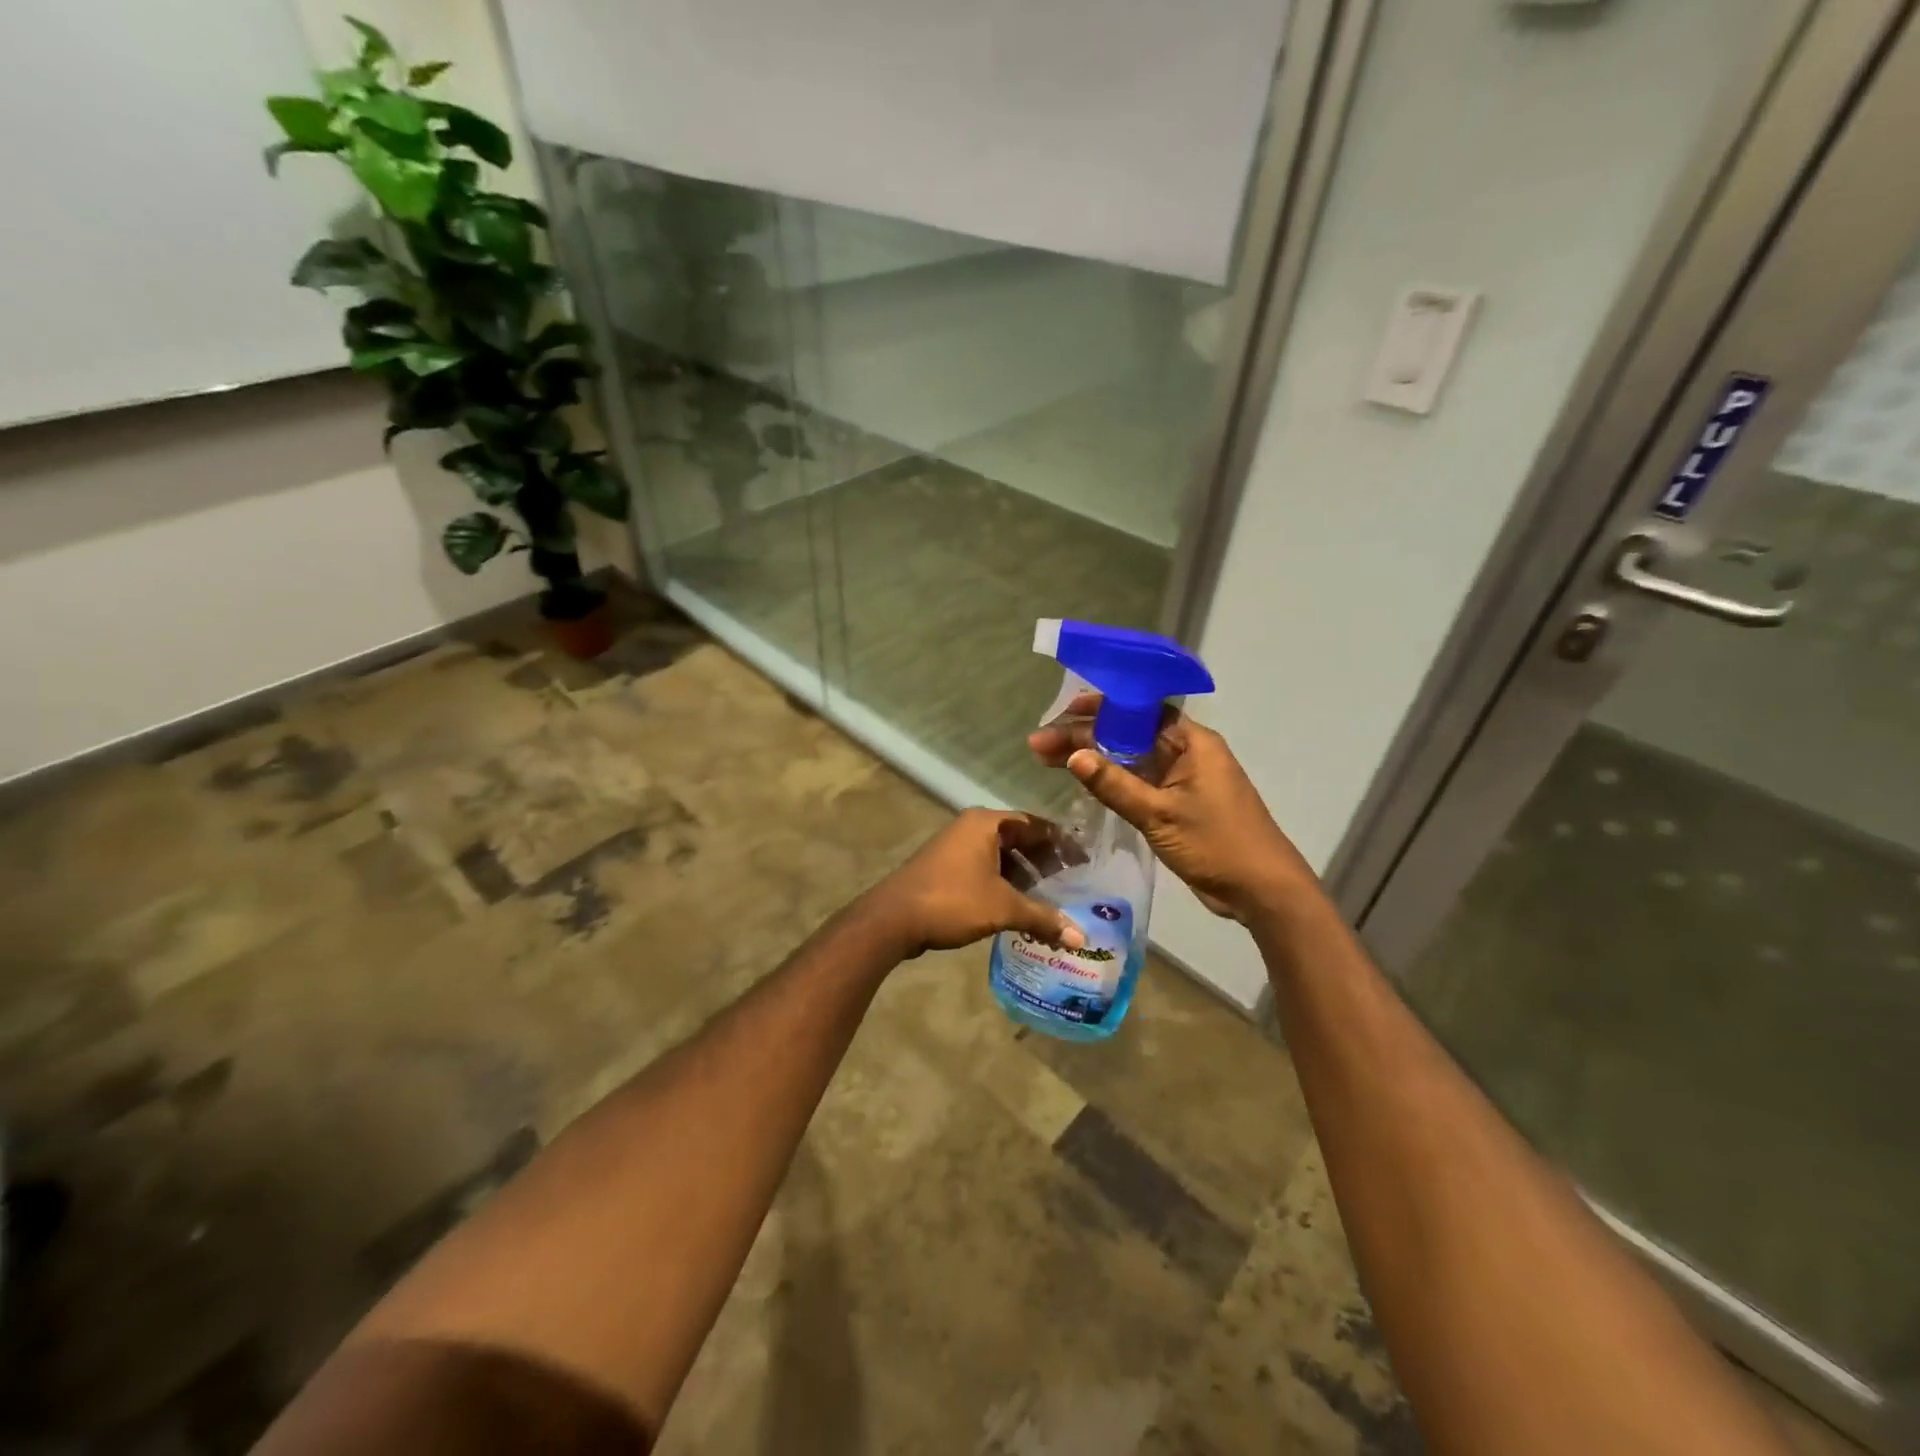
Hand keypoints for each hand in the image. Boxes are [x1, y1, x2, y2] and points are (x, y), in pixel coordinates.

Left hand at [860, 809, 1087, 959]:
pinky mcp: (945, 868)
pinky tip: (1017, 908)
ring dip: (1023, 876)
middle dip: (1044, 862)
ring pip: (1000, 856)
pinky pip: (984, 869)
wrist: (892, 918)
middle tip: (1071, 883)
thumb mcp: (1003, 908)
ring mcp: (955, 847)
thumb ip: (1042, 918)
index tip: (1084, 861)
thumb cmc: (952, 900)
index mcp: (987, 823)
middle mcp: (971, 828)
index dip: (1061, 842)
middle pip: (1018, 839)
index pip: (1035, 824)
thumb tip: (1081, 938)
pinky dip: (1003, 884)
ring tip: (1048, 900)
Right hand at [1029, 696, 1313, 922]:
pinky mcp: (1178, 804)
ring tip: (1049, 760)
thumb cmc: (1217, 844)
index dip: (1100, 707)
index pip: (1140, 710)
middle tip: (1041, 745)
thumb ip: (1115, 785)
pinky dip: (1112, 780)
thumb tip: (1073, 755)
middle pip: (1129, 734)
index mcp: (1192, 743)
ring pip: (1131, 759)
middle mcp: (1188, 753)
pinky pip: (1140, 782)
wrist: (1262, 891)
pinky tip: (1083, 781)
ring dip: (1095, 759)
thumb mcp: (1160, 814)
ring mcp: (1183, 779)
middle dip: (1086, 736)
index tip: (1064, 712)